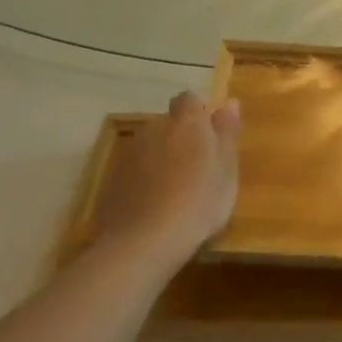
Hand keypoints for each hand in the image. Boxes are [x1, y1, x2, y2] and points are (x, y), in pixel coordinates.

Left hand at [90, 92, 240, 263]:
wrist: (143, 242)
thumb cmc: (199, 203)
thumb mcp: (227, 171)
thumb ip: (227, 134)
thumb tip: (230, 103)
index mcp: (186, 123)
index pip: (189, 100)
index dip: (199, 113)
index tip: (211, 137)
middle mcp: (154, 129)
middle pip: (169, 123)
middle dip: (181, 137)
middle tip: (199, 168)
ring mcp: (129, 154)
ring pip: (151, 146)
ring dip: (162, 157)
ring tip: (177, 189)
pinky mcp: (112, 179)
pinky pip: (135, 169)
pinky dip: (145, 178)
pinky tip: (155, 205)